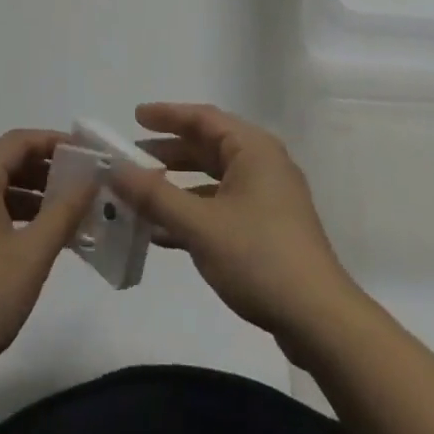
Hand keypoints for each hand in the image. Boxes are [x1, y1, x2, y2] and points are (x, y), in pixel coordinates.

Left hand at [0, 130, 96, 378]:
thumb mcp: (34, 253)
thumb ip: (65, 210)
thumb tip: (90, 178)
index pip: (19, 141)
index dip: (54, 142)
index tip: (85, 154)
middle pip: (4, 161)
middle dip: (44, 170)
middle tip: (79, 185)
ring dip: (28, 194)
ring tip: (62, 214)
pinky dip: (8, 213)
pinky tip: (31, 238)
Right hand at [117, 102, 367, 355]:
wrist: (318, 318)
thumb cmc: (259, 257)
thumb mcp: (200, 225)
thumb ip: (155, 195)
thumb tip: (115, 169)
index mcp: (252, 148)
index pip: (203, 117)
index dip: (167, 115)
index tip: (135, 117)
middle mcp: (262, 163)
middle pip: (208, 146)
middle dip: (169, 151)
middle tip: (132, 156)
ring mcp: (268, 197)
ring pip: (214, 179)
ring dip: (179, 185)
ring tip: (141, 193)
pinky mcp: (268, 228)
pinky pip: (222, 206)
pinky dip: (194, 212)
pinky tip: (164, 233)